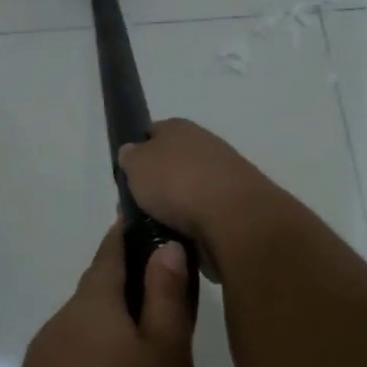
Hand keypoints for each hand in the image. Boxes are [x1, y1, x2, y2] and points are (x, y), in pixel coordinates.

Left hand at [0, 223, 196, 366]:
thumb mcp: (168, 360)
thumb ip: (167, 299)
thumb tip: (164, 245)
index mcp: (90, 307)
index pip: (109, 251)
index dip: (130, 234)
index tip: (152, 222)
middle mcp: (58, 327)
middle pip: (96, 293)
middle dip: (130, 288)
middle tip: (173, 301)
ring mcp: (40, 366)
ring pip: (85, 332)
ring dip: (115, 331)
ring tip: (154, 356)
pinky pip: (74, 364)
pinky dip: (99, 363)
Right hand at [118, 119, 283, 280]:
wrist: (232, 216)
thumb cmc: (176, 182)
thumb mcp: (135, 164)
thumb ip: (130, 157)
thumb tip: (132, 153)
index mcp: (179, 127)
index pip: (152, 133)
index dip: (138, 153)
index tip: (127, 177)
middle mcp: (205, 144)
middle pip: (172, 164)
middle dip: (157, 186)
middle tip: (139, 210)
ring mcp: (225, 175)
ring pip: (189, 191)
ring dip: (176, 209)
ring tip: (159, 230)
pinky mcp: (238, 205)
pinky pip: (205, 215)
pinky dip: (194, 226)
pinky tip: (183, 239)